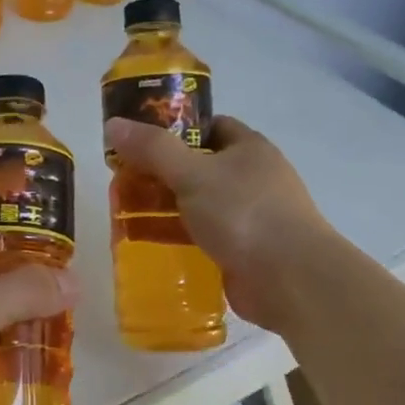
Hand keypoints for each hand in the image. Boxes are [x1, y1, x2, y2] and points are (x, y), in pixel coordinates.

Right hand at [105, 114, 341, 331]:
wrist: (292, 280)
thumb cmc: (244, 213)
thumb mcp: (193, 174)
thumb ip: (152, 150)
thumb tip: (113, 124)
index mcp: (248, 148)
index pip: (208, 126)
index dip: (173, 128)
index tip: (139, 138)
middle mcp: (249, 178)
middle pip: (195, 166)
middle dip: (158, 171)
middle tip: (121, 177)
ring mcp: (246, 216)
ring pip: (194, 203)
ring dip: (161, 205)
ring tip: (121, 209)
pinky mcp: (239, 249)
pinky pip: (198, 235)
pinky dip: (172, 234)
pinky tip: (141, 239)